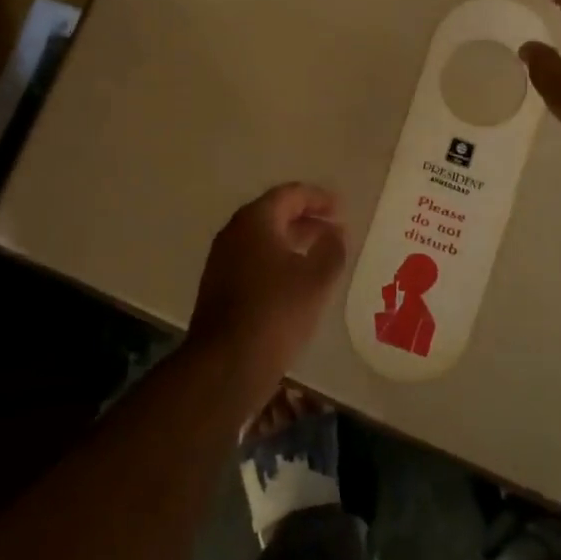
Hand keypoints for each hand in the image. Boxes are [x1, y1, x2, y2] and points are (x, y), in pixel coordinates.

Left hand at [187, 183, 346, 416]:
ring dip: (293, 241)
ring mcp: (222, 260)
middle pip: (274, 214)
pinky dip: (278, 261)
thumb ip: (332, 248)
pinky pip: (254, 260)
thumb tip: (336, 232)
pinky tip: (296, 282)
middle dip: (306, 219)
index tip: (341, 208)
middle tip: (335, 229)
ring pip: (263, 239)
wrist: (225, 365)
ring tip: (321, 254)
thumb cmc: (275, 312)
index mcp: (255, 220)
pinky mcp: (219, 287)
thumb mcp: (316, 279)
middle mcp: (234, 232)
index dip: (318, 198)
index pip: (289, 194)